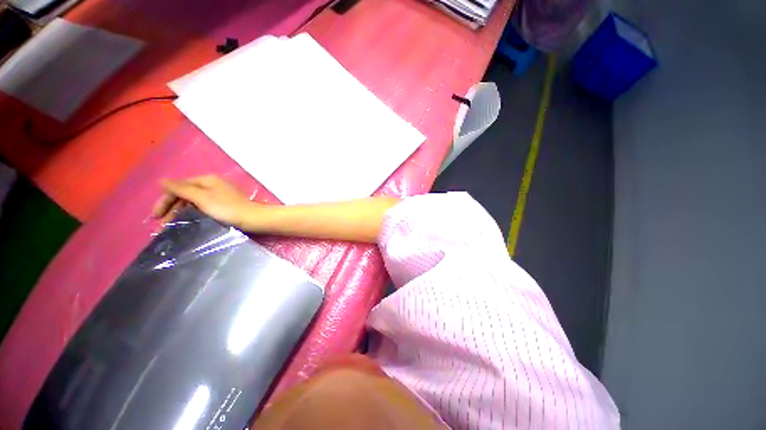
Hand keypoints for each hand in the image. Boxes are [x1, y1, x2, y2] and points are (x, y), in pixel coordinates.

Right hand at [153, 175, 253, 226]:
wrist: (253, 219)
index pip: (179, 186)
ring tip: (172, 226)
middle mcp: (213, 184)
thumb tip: (162, 180)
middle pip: (186, 193)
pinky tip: (188, 222)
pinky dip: (193, 213)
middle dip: (172, 207)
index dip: (165, 199)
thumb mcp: (202, 198)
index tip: (156, 216)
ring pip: (194, 201)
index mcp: (207, 179)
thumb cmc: (228, 209)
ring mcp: (220, 194)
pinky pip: (203, 207)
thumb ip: (182, 189)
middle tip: (163, 224)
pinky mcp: (225, 204)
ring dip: (181, 212)